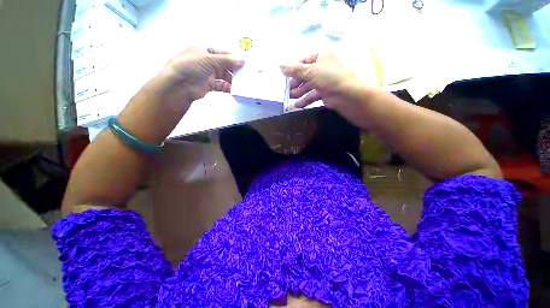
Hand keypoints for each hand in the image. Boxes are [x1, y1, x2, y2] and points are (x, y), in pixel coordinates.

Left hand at [117, 46, 243, 143]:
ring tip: (242, 84)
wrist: (179, 86)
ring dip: (232, 80)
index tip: (245, 63)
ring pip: (224, 76)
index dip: (234, 57)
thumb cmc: (192, 66)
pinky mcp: (209, 85)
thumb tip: (243, 60)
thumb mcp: (210, 59)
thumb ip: (227, 61)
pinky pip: (221, 85)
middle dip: (234, 70)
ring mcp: (208, 74)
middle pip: (225, 65)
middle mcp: (207, 61)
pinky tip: (234, 90)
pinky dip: (227, 87)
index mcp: (205, 50)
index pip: (223, 52)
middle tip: (246, 75)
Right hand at [281, 53, 364, 110]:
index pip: (304, 60)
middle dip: (295, 83)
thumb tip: (279, 65)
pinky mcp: (325, 93)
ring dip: (299, 92)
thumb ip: (294, 70)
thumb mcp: (310, 71)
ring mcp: (324, 81)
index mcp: (321, 56)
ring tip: (290, 98)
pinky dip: (305, 100)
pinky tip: (297, 106)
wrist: (348, 96)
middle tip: (287, 90)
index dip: (294, 69)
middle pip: (305, 74)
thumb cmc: (329, 78)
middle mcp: (323, 67)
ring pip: (308, 86)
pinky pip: (312, 95)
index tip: (285, 77)